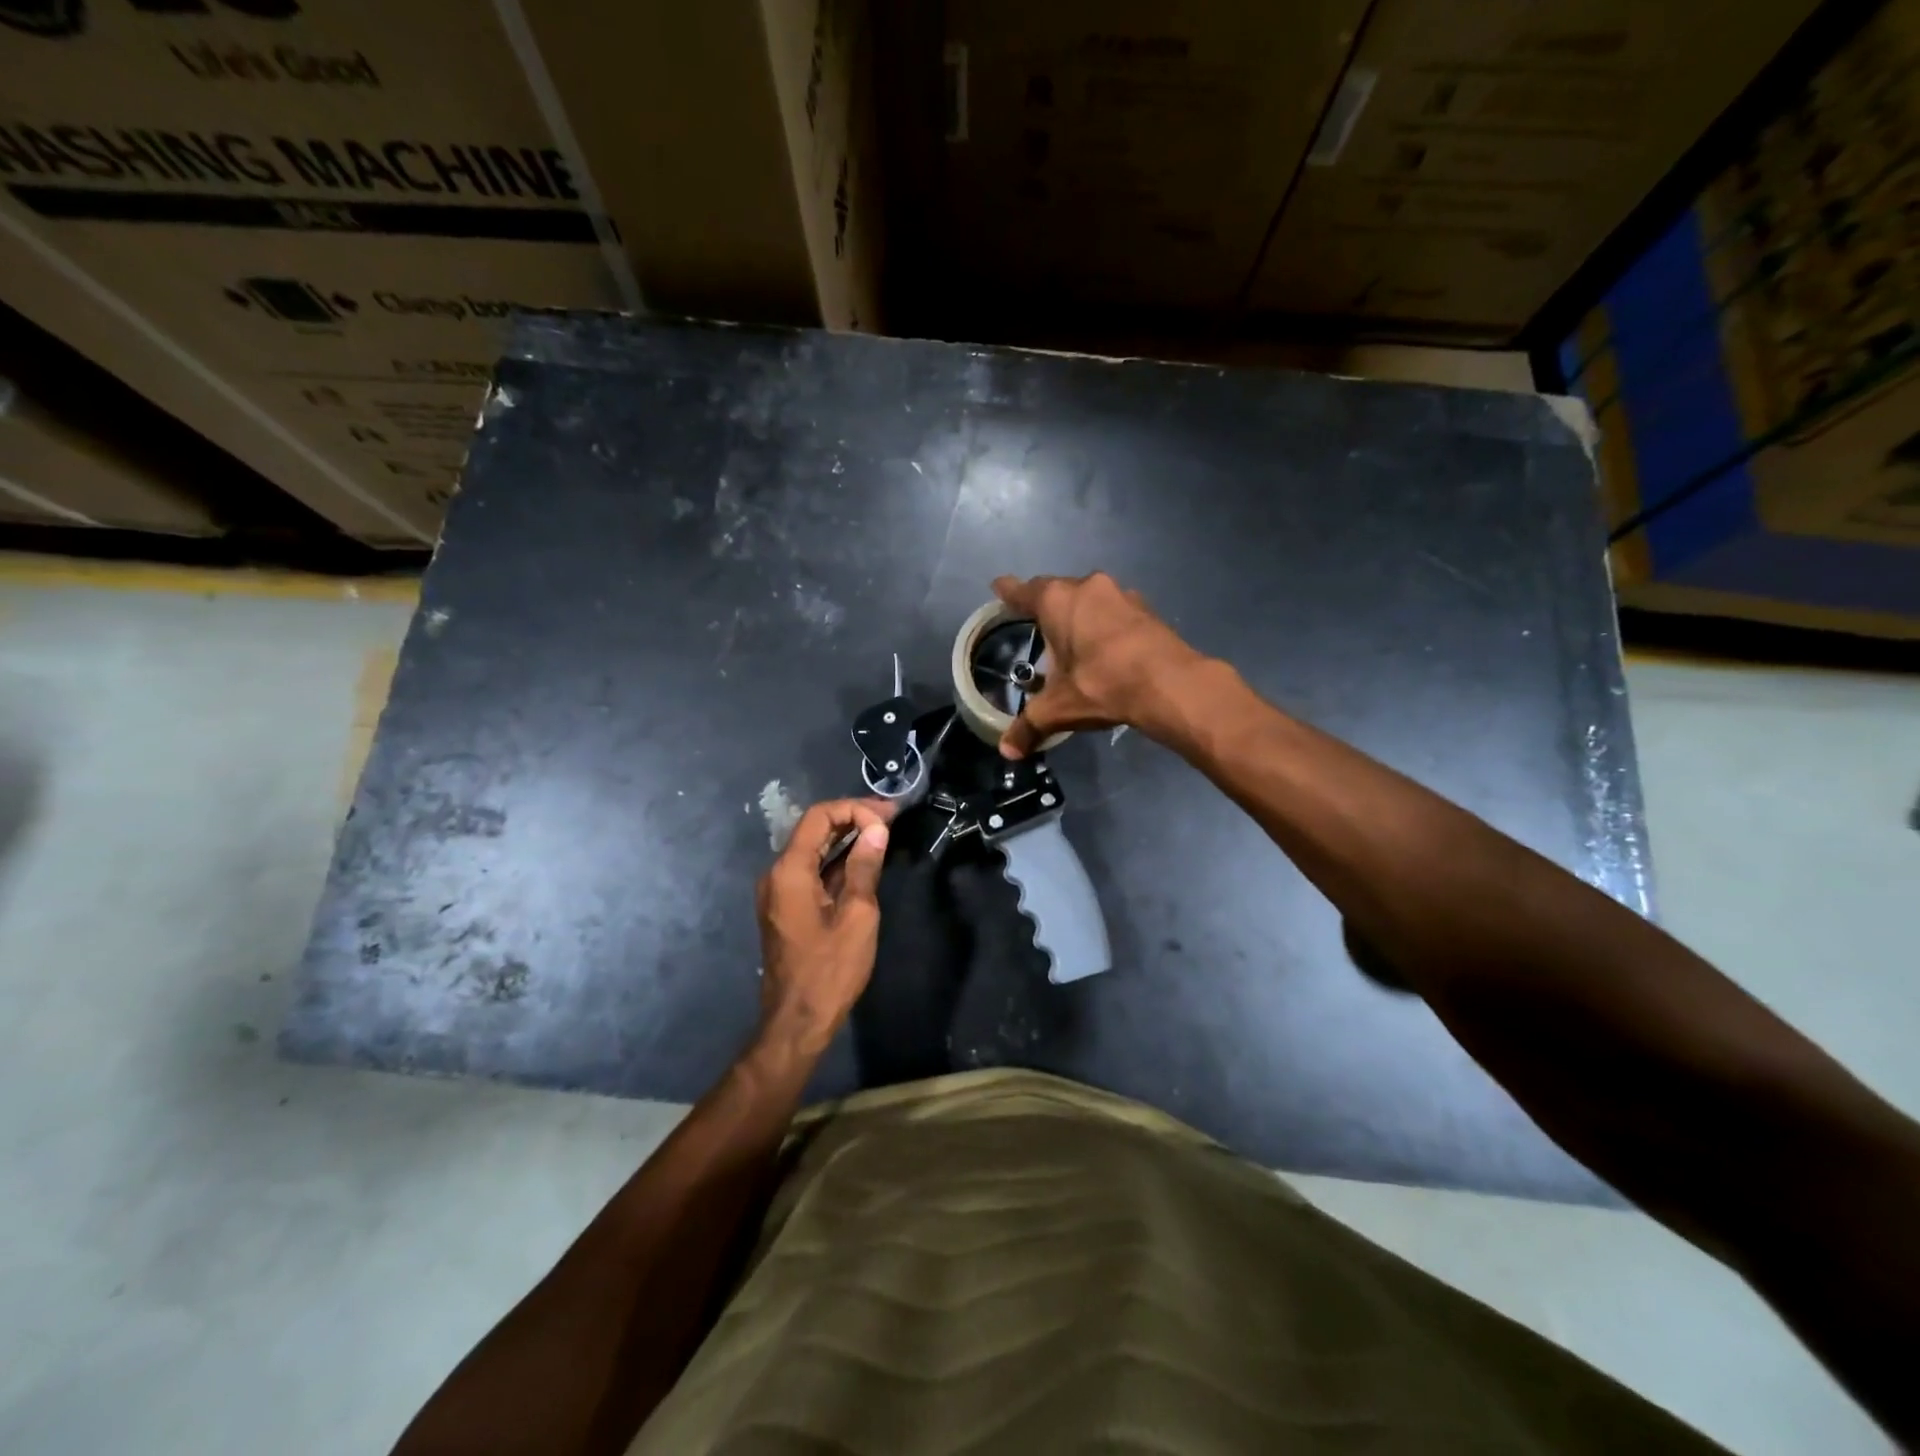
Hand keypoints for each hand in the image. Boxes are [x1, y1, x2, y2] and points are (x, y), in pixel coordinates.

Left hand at [755, 798, 892, 1054]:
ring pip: (813, 849)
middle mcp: (777, 874)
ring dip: (846, 838)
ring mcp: (779, 892)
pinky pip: (811, 870)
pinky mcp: (786, 907)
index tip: (888, 818)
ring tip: (883, 833)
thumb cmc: (830, 969)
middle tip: (891, 818)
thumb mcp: (857, 915)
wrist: (797, 1021)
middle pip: (813, 829)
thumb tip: (877, 829)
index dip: (854, 808)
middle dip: (852, 818)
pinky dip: (837, 861)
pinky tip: (864, 861)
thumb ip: (865, 867)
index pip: (819, 817)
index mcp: (789, 871)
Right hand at [991, 572, 1205, 757]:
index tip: (999, 586)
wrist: (1170, 684)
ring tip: (1071, 638)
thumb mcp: (1059, 709)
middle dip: (1045, 605)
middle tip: (1035, 623)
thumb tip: (1007, 752)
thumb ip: (1029, 726)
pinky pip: (1114, 611)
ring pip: (1089, 599)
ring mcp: (1121, 594)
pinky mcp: (1146, 609)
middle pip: (1057, 591)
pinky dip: (1104, 624)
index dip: (1008, 592)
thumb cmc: (1102, 685)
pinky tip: (1105, 646)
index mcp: (1057, 601)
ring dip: (1079, 613)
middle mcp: (1087, 587)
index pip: (1023, 592)